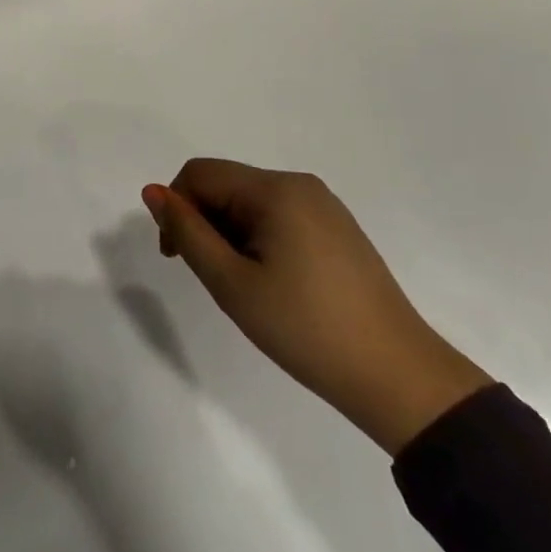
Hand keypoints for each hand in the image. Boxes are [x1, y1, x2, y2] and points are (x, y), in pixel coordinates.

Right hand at [142, 160, 491, 454]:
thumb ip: (187, 232)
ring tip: (246, 287)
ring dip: (231, 234)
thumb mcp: (232, 283)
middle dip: (205, 223)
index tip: (176, 258)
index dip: (176, 208)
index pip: (200, 174)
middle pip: (227, 185)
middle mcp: (300, 184)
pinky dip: (259, 240)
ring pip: (251, 203)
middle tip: (214, 280)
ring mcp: (324, 205)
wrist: (398, 377)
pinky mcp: (338, 229)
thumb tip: (152, 192)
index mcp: (275, 189)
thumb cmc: (305, 328)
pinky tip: (275, 284)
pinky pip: (280, 217)